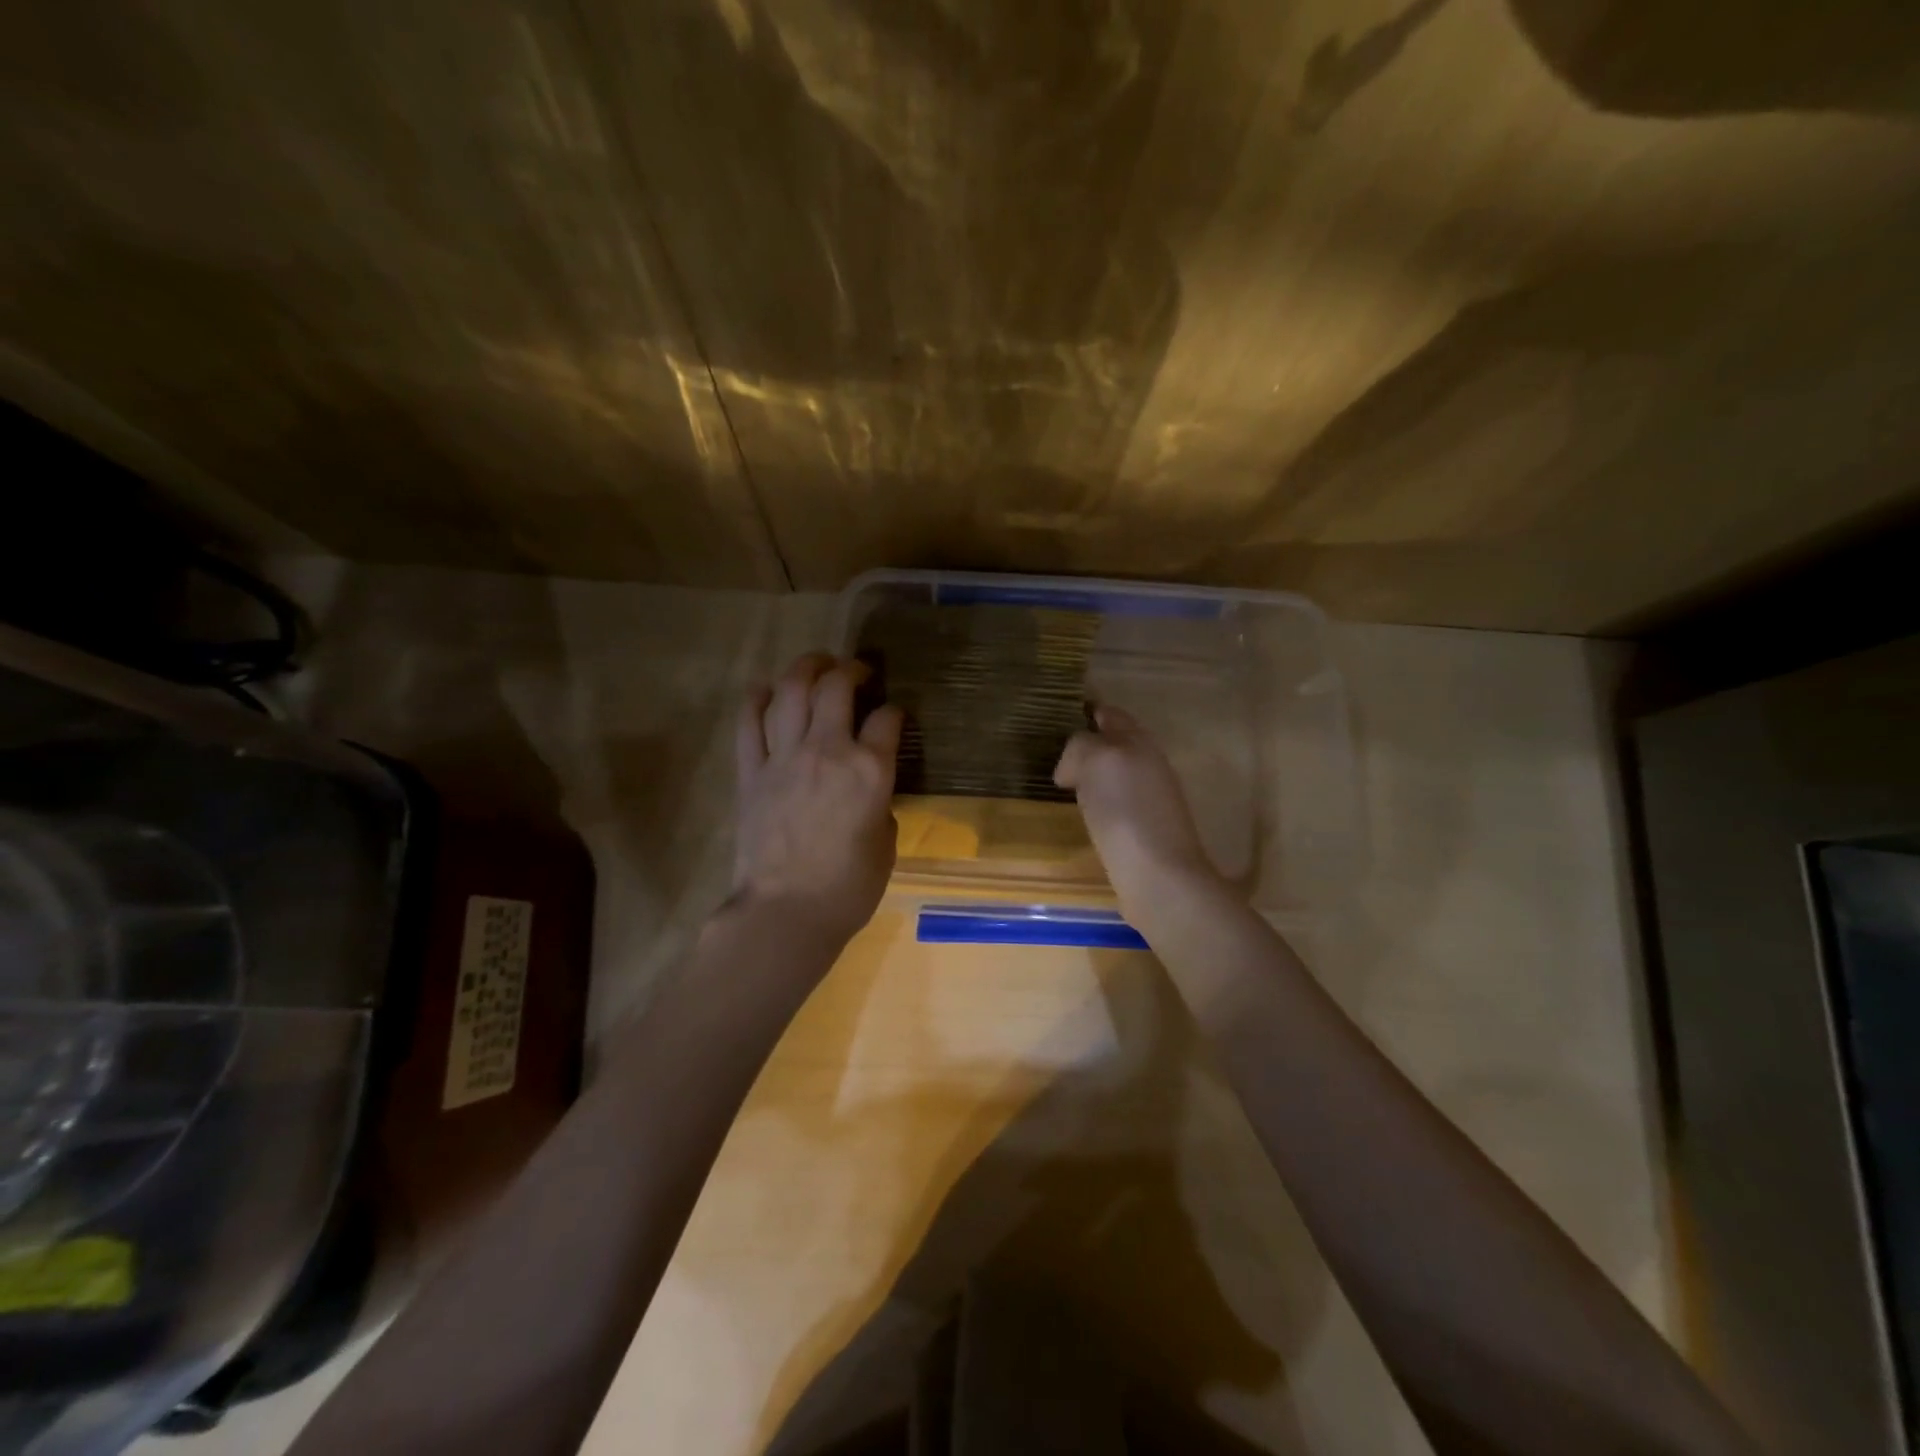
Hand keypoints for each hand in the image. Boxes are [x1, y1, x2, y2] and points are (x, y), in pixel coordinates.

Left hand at [729, 653, 903, 948]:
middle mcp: (827, 751)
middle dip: (850, 669)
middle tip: (857, 671)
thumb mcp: (886, 843)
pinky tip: (767, 690)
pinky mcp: (750, 772)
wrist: (785, 913)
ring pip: (791, 692)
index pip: (888, 719)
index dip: (895, 711)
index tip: (894, 715)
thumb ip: (880, 803)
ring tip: (816, 665)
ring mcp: (784, 757)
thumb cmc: (848, 889)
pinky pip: (749, 722)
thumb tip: (869, 788)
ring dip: (805, 668)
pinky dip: (757, 699)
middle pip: (836, 688)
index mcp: (869, 770)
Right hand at [1054, 705, 1225, 921]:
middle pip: (1117, 744)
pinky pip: (1115, 804)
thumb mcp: (1096, 761)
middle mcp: (1149, 765)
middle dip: (1090, 744)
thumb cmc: (1125, 811)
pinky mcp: (1144, 831)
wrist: (1158, 876)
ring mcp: (1151, 800)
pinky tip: (1083, 815)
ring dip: (1093, 775)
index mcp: (1139, 742)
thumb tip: (1072, 768)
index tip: (1060, 715)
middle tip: (1056, 753)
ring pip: (1116, 775)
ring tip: (1064, 784)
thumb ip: (1080, 747)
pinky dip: (1098, 802)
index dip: (1088, 711)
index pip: (1111, 715)